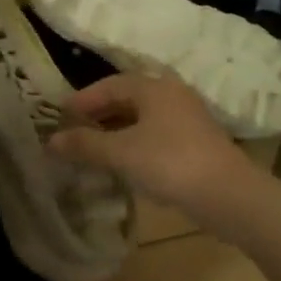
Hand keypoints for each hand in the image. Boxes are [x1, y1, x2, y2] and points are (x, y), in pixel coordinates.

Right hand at [48, 71, 251, 219]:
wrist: (229, 195)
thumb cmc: (169, 163)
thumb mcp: (120, 153)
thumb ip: (84, 145)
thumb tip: (51, 141)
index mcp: (154, 88)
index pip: (109, 84)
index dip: (82, 99)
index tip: (60, 115)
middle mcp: (172, 95)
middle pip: (127, 98)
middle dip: (99, 114)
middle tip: (74, 130)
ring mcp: (188, 119)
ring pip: (143, 118)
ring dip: (116, 130)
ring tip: (94, 147)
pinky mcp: (197, 143)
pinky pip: (156, 134)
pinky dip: (134, 143)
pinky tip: (124, 162)